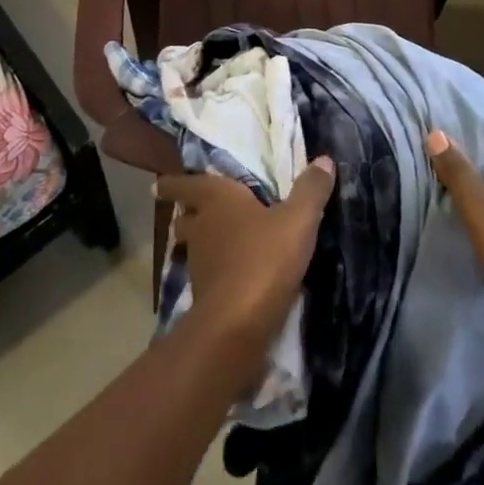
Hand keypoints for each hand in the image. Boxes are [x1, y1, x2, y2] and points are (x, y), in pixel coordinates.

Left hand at [156, 158, 335, 363]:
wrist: (238, 324)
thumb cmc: (264, 258)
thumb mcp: (298, 221)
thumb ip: (310, 191)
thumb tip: (324, 160)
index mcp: (216, 198)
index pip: (185, 184)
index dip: (173, 183)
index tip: (159, 183)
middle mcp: (201, 227)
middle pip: (185, 217)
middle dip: (188, 214)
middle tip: (195, 211)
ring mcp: (199, 263)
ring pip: (194, 247)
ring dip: (201, 244)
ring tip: (218, 243)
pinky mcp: (205, 296)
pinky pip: (207, 275)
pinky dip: (215, 271)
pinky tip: (232, 275)